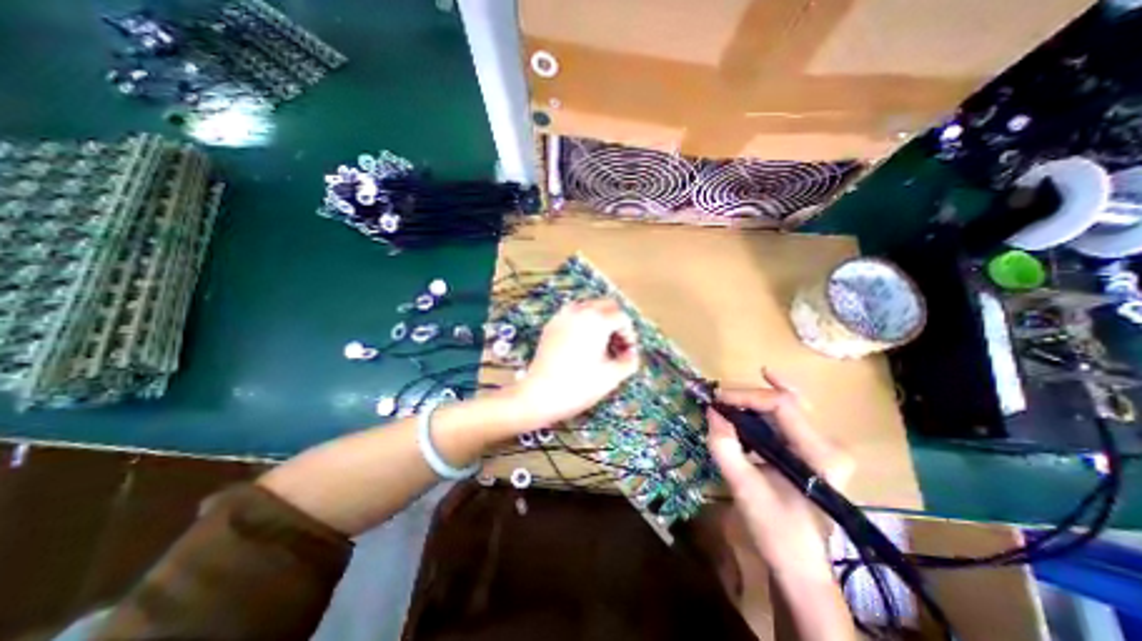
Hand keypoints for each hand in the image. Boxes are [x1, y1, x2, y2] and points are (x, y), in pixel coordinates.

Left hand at [514, 299, 638, 425]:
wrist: (539, 394)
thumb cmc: (579, 386)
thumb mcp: (611, 376)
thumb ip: (629, 361)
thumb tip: (632, 353)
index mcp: (597, 321)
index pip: (622, 318)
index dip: (629, 334)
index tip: (628, 352)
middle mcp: (580, 311)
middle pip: (606, 305)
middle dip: (615, 322)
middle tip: (616, 344)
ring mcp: (562, 316)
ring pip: (588, 307)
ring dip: (599, 319)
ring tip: (599, 342)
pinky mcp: (551, 325)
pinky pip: (572, 314)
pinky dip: (582, 322)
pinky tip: (581, 343)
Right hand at [706, 368, 854, 578]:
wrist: (800, 567)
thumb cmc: (776, 532)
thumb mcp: (744, 488)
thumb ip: (725, 446)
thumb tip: (711, 410)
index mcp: (821, 455)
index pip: (781, 404)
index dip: (745, 395)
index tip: (716, 400)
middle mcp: (830, 444)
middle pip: (785, 401)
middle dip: (748, 394)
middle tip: (718, 397)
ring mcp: (824, 447)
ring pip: (787, 406)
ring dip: (754, 399)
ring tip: (726, 399)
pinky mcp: (812, 452)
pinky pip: (788, 418)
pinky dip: (765, 407)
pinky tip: (751, 398)